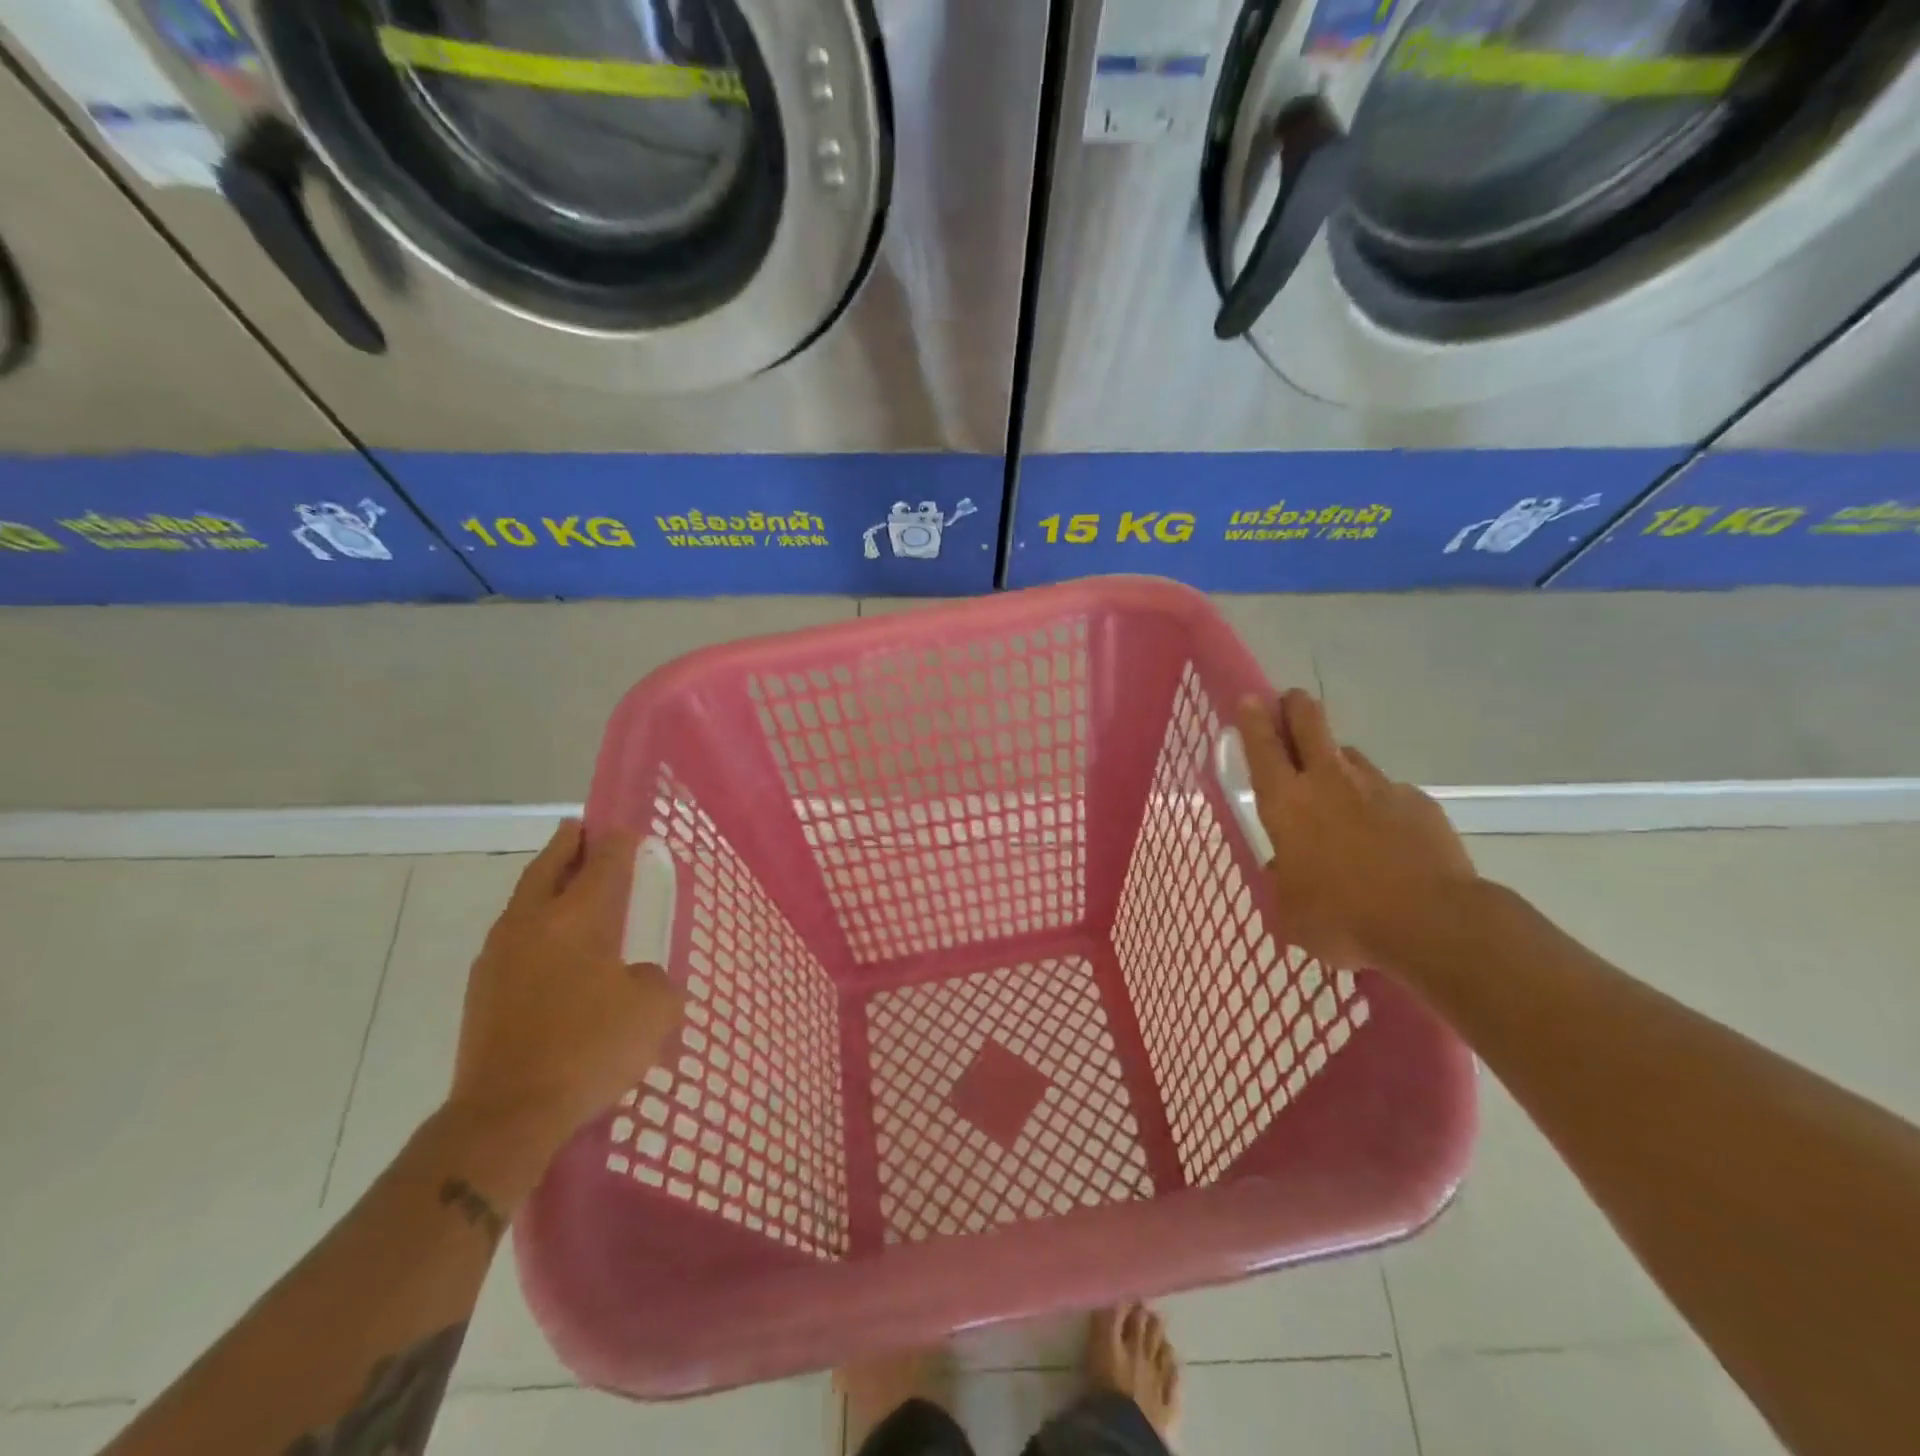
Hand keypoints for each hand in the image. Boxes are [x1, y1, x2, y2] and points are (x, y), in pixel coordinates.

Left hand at [447, 820, 682, 1167]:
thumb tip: (635, 977)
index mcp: (576, 918)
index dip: (617, 844)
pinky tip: (549, 943)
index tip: (627, 831)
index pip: (601, 864)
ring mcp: (499, 957)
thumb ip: (654, 981)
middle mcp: (532, 925)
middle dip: (566, 845)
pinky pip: (513, 937)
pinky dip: (533, 923)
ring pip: (523, 901)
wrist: (507, 1113)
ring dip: (545, 882)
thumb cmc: (589, 1048)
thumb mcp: (652, 1010)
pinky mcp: (482, 991)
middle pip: (548, 869)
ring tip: (564, 880)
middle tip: (579, 829)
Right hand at [1236, 690, 1478, 973]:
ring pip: (1350, 757)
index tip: (1250, 700)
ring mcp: (1378, 787)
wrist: (1434, 924)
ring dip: (1338, 765)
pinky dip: (1381, 806)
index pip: (1263, 746)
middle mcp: (1329, 782)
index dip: (1253, 719)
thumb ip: (1282, 881)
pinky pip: (1390, 793)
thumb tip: (1285, 868)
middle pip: (1310, 722)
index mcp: (1286, 804)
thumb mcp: (1291, 912)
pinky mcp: (1419, 802)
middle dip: (1296, 707)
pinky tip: (1388, 838)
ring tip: (1341, 795)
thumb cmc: (1344, 919)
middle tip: (1290, 706)